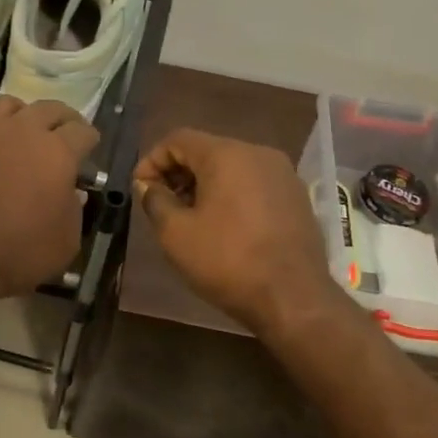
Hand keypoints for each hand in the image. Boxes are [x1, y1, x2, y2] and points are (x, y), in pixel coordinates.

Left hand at [0, 96, 98, 306]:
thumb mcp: (65, 242)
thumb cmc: (16, 253)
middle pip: (49, 108)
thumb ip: (73, 210)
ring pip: (10, 105)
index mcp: (57, 152)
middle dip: (62, 120)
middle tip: (63, 134)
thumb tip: (69, 192)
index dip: (89, 139)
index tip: (89, 148)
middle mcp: (22, 130)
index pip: (82, 131)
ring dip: (23, 116)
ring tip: (23, 132)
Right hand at [134, 128, 341, 335]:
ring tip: (190, 218)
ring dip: (204, 185)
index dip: (152, 160)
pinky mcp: (297, 197)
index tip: (140, 189)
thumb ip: (155, 201)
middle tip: (161, 204)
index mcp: (227, 154)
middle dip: (178, 173)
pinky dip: (232, 195)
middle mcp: (258, 153)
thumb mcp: (176, 234)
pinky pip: (254, 184)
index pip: (178, 139)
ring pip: (232, 167)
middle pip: (207, 150)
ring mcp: (283, 174)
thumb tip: (148, 185)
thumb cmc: (228, 261)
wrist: (294, 298)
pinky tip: (223, 226)